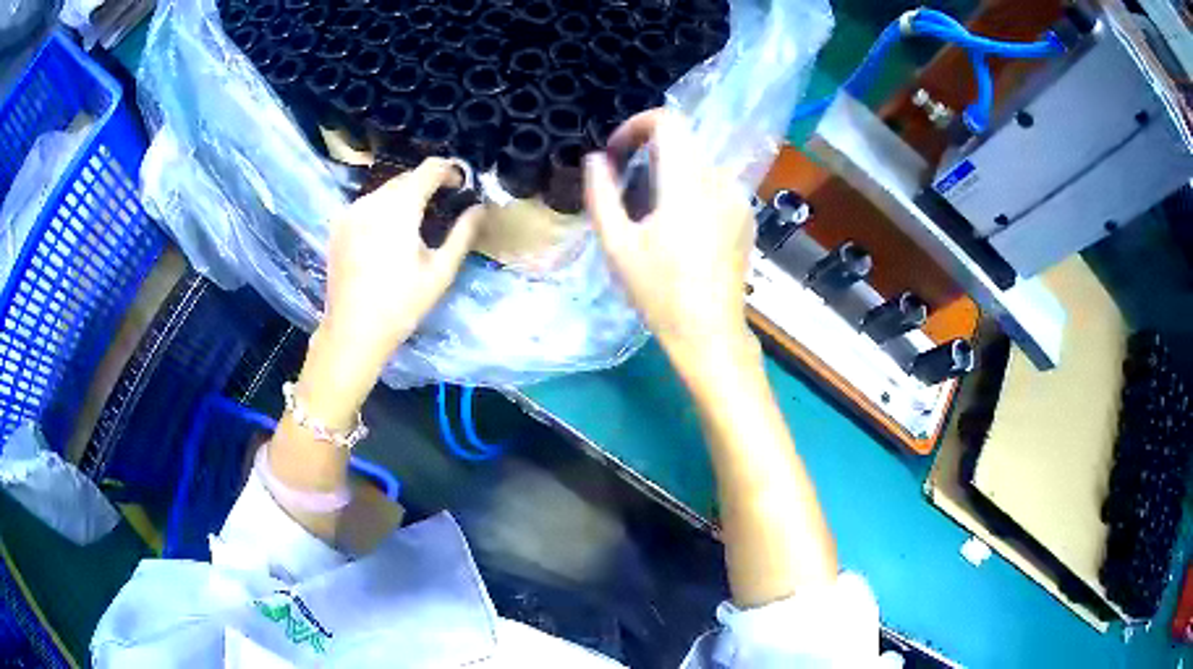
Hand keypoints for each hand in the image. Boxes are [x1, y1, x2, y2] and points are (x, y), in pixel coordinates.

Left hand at [300, 158, 483, 425]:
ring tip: (417, 221)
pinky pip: (367, 205)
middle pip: (405, 178)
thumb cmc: (401, 305)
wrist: (352, 332)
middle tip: (444, 204)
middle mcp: (371, 200)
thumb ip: (463, 234)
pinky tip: (389, 233)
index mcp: (398, 207)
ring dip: (404, 197)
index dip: (450, 170)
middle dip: (427, 184)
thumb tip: (480, 209)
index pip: (429, 169)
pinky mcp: (338, 226)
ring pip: (384, 191)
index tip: (462, 184)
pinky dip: (383, 209)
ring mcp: (350, 212)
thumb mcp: (440, 271)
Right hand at [585, 111, 755, 375]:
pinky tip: (680, 230)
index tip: (617, 153)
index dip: (636, 125)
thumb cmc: (659, 292)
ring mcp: (738, 199)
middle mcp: (719, 181)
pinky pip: (714, 186)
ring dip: (669, 173)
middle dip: (647, 153)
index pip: (668, 122)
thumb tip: (596, 159)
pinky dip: (691, 191)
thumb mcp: (617, 245)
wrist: (710, 333)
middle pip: (682, 143)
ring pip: (698, 164)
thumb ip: (601, 194)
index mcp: (687, 183)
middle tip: (626, 189)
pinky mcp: (747, 216)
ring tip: (651, 216)